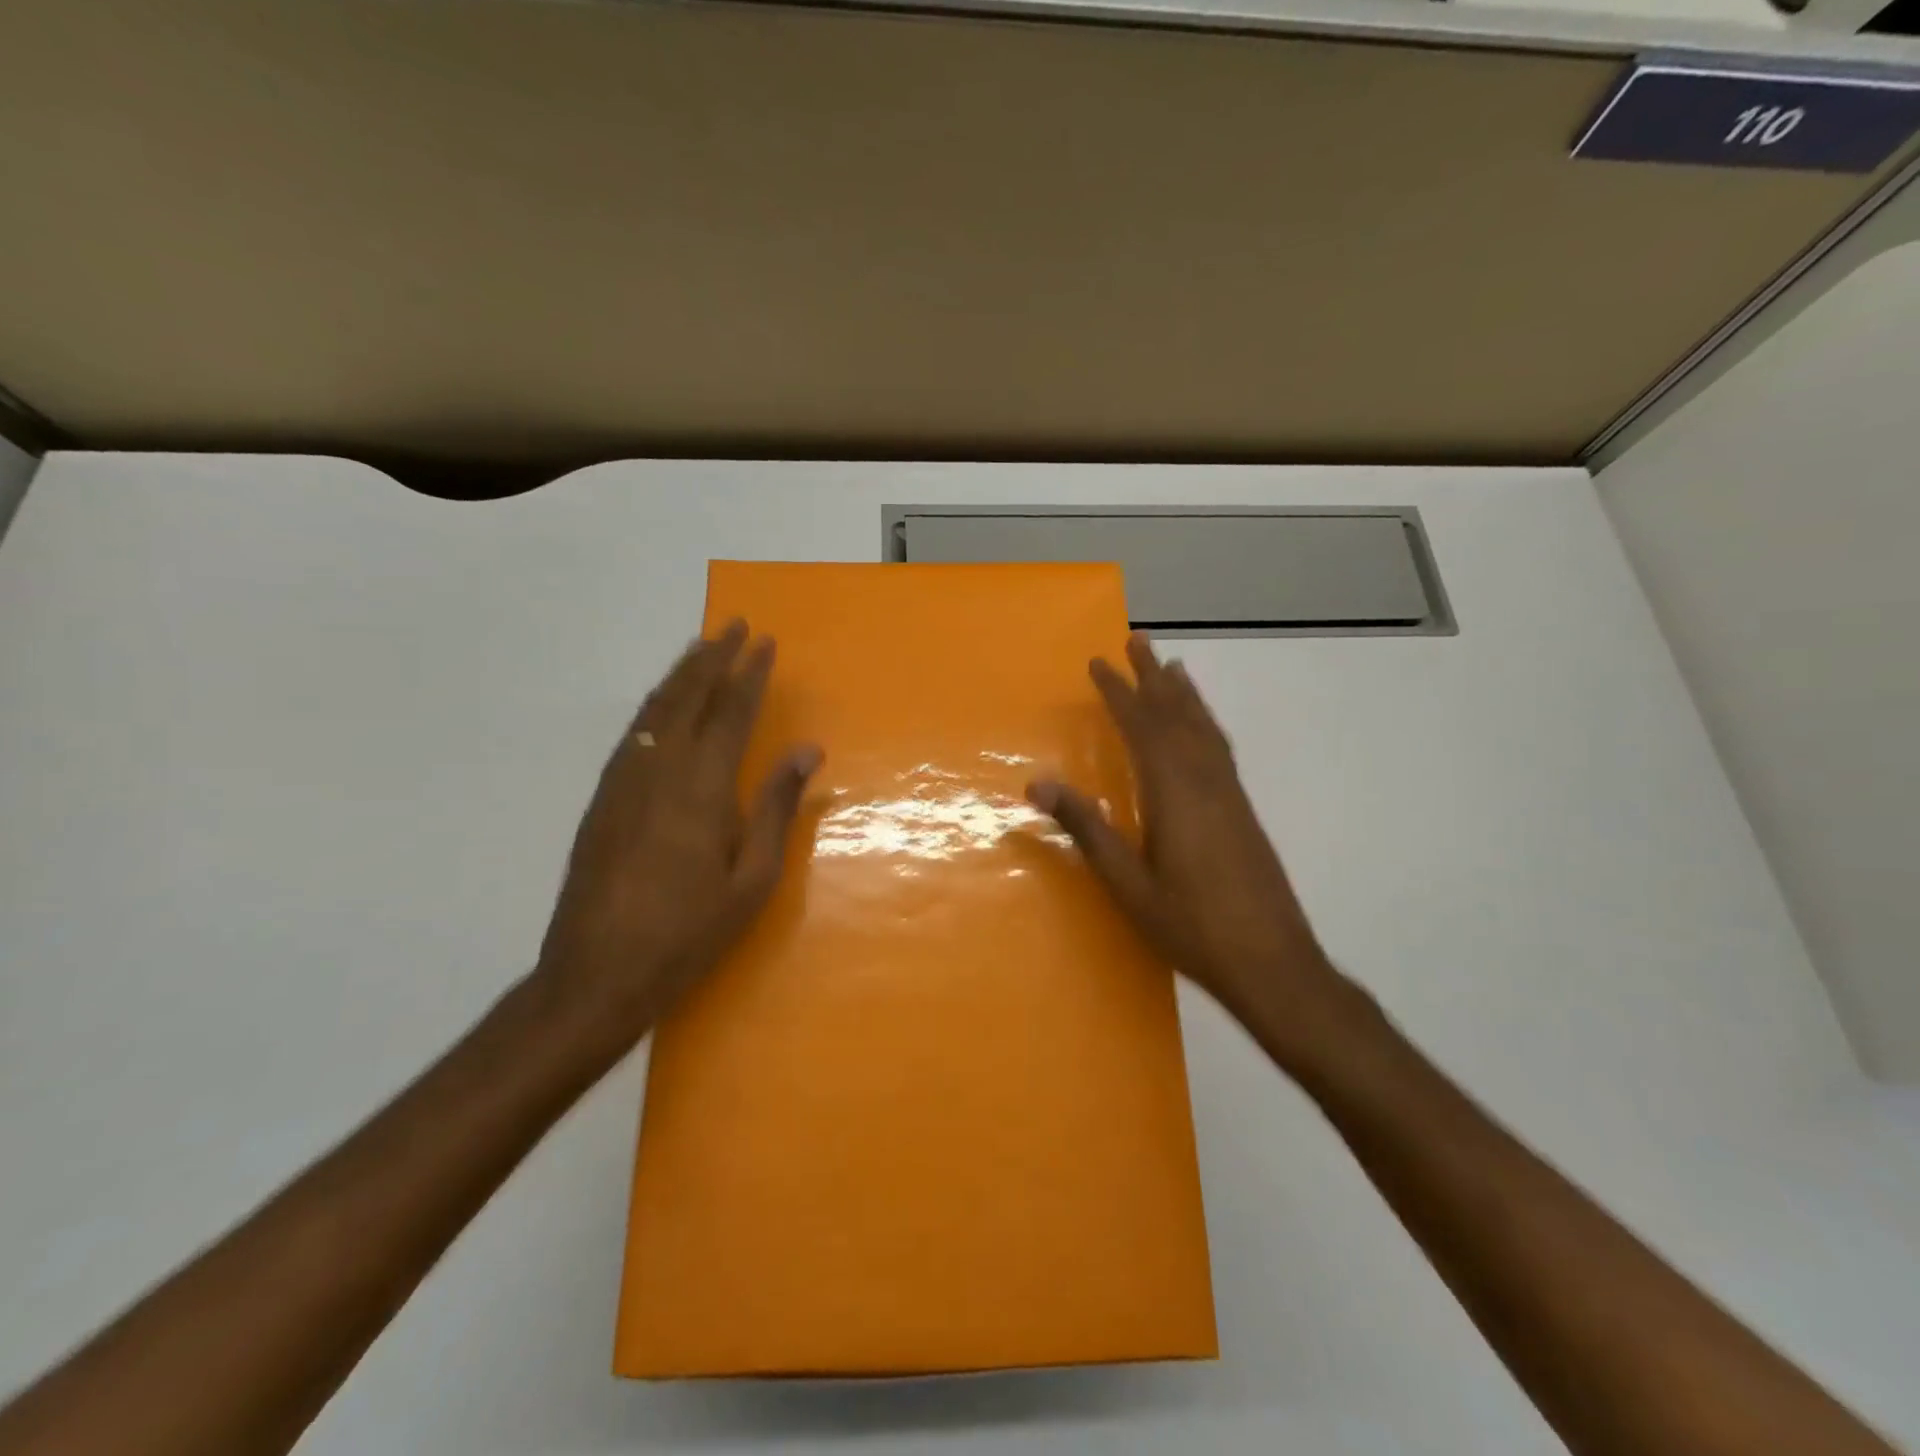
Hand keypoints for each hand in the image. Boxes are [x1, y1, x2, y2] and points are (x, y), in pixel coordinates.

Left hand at [535, 621, 820, 1040]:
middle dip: (713, 657)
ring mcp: (623, 782)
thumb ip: (777, 808)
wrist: (596, 974)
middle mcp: (659, 770)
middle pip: (687, 697)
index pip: (731, 712)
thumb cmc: (688, 932)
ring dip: (680, 674)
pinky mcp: (602, 799)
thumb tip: (805, 751)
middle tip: (734, 625)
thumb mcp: (752, 880)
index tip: (766, 643)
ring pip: (654, 710)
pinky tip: (663, 706)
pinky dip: (655, 706)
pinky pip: (633, 734)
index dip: (750, 674)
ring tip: (701, 647)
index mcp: (702, 788)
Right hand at [1027, 633, 1353, 1056]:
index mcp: (1175, 793)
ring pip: (1204, 728)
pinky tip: (1202, 729)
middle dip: (1153, 676)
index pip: (1142, 726)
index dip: (1119, 692)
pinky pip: (1219, 748)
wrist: (1273, 963)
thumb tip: (1039, 783)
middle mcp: (1206, 781)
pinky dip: (1205, 723)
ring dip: (1184, 694)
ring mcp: (1230, 795)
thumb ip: (1087, 829)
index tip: (1099, 661)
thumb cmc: (1192, 927)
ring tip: (1172, 667)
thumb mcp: (1127, 884)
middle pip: (1177, 715)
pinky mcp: (1243, 811)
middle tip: (1137, 639)